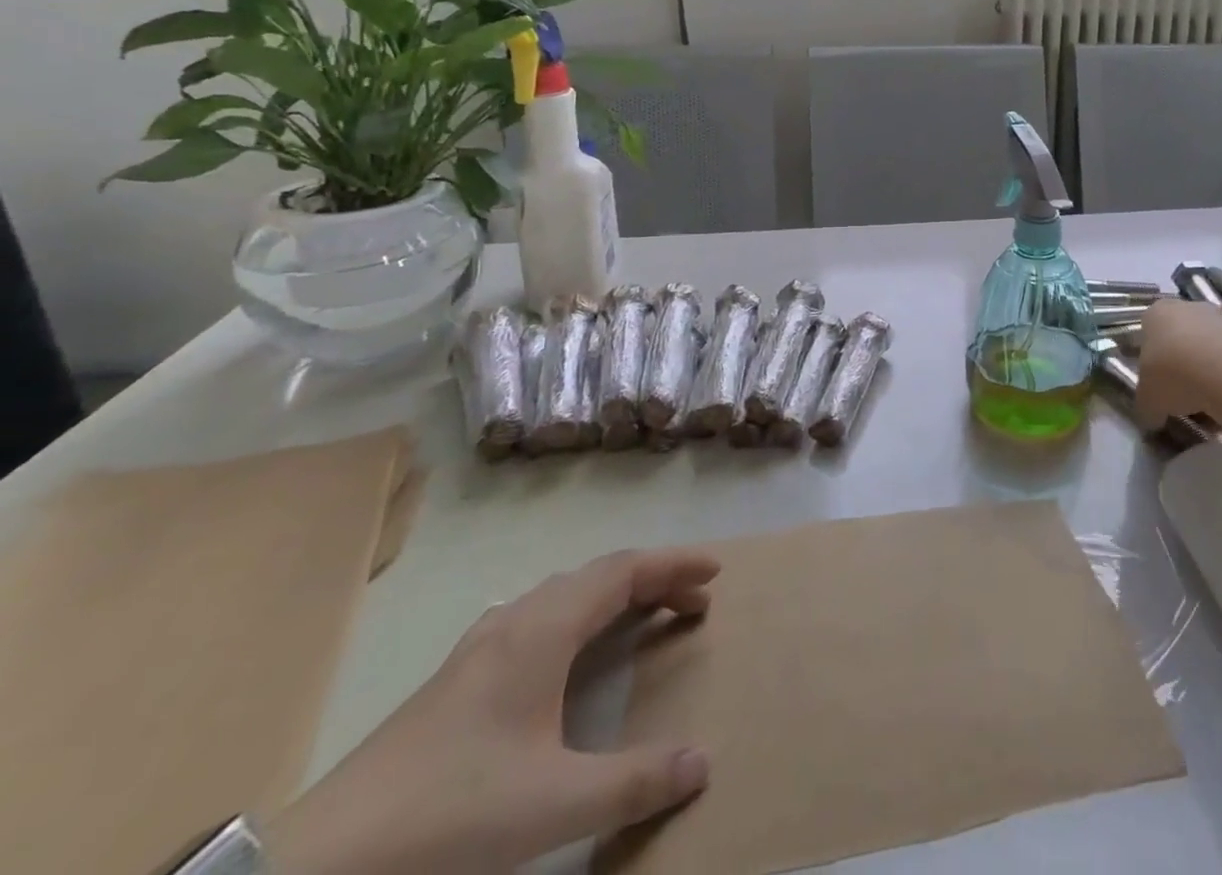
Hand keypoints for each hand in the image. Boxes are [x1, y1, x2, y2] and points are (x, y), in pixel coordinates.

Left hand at [264, 549, 719, 874]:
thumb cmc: (450, 814)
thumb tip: (704, 761)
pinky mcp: (456, 677)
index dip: (674, 565)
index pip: (624, 570)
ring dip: (612, 595)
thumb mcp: (553, 804)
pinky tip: (566, 652)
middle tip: (691, 604)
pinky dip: (576, 616)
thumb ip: (634, 781)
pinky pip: (537, 617)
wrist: (318, 863)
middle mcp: (515, 621)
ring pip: (563, 594)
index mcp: (544, 630)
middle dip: (652, 580)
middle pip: (597, 575)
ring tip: (641, 618)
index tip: (714, 574)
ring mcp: (479, 647)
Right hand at [1136, 296, 1221, 429]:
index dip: (1151, 362)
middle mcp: (1188, 307)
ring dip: (1206, 373)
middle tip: (1181, 396)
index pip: (1148, 333)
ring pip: (1208, 349)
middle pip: (1180, 338)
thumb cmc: (1174, 376)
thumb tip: (1152, 417)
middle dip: (1180, 366)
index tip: (1157, 386)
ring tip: (1208, 405)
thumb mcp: (1147, 400)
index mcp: (1156, 313)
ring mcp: (1221, 318)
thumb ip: (1146, 406)